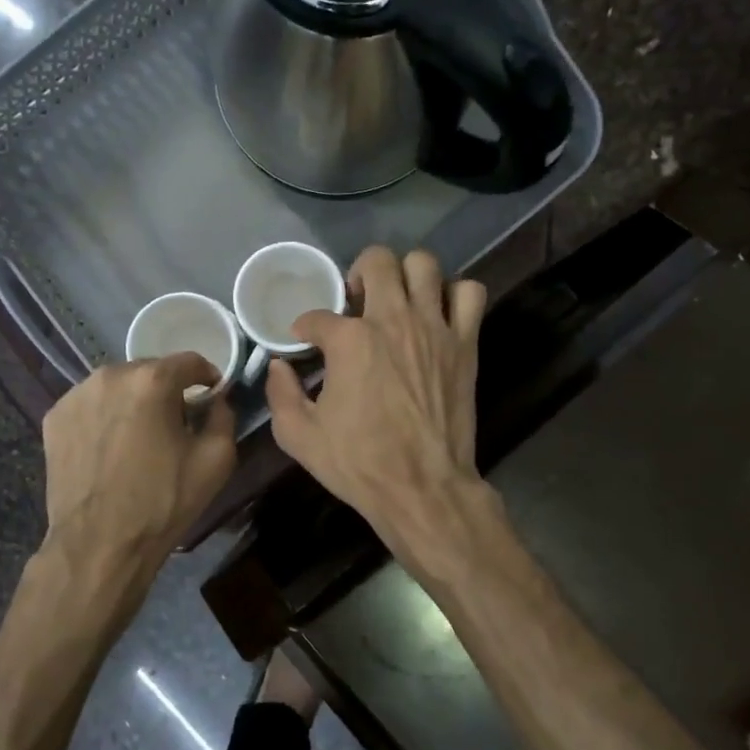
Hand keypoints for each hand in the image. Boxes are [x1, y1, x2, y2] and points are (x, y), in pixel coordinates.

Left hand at [39, 353, 237, 590]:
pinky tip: (110, 447)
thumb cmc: (163, 502)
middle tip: (175, 423)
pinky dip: (105, 416)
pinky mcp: (54, 417)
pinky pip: (91, 405)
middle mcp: (110, 375)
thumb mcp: (216, 460)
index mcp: (152, 381)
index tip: (211, 396)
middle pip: (151, 370)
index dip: (207, 376)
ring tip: (139, 437)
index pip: (189, 361)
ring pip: (118, 386)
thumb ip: (223, 416)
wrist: (99, 544)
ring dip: (133, 401)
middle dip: (167, 390)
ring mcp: (76, 395)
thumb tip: (217, 400)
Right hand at [265, 246, 487, 549]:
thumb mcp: (299, 436)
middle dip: (358, 273)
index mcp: (350, 341)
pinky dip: (454, 294)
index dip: (305, 327)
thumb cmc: (358, 463)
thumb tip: (279, 366)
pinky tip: (438, 314)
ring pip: (424, 265)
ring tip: (397, 299)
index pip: (318, 315)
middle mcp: (393, 320)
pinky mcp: (465, 343)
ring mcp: (435, 328)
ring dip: (406, 275)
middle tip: (355, 302)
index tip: (305, 341)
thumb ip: (280, 393)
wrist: (422, 488)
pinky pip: (470, 293)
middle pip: (377, 261)